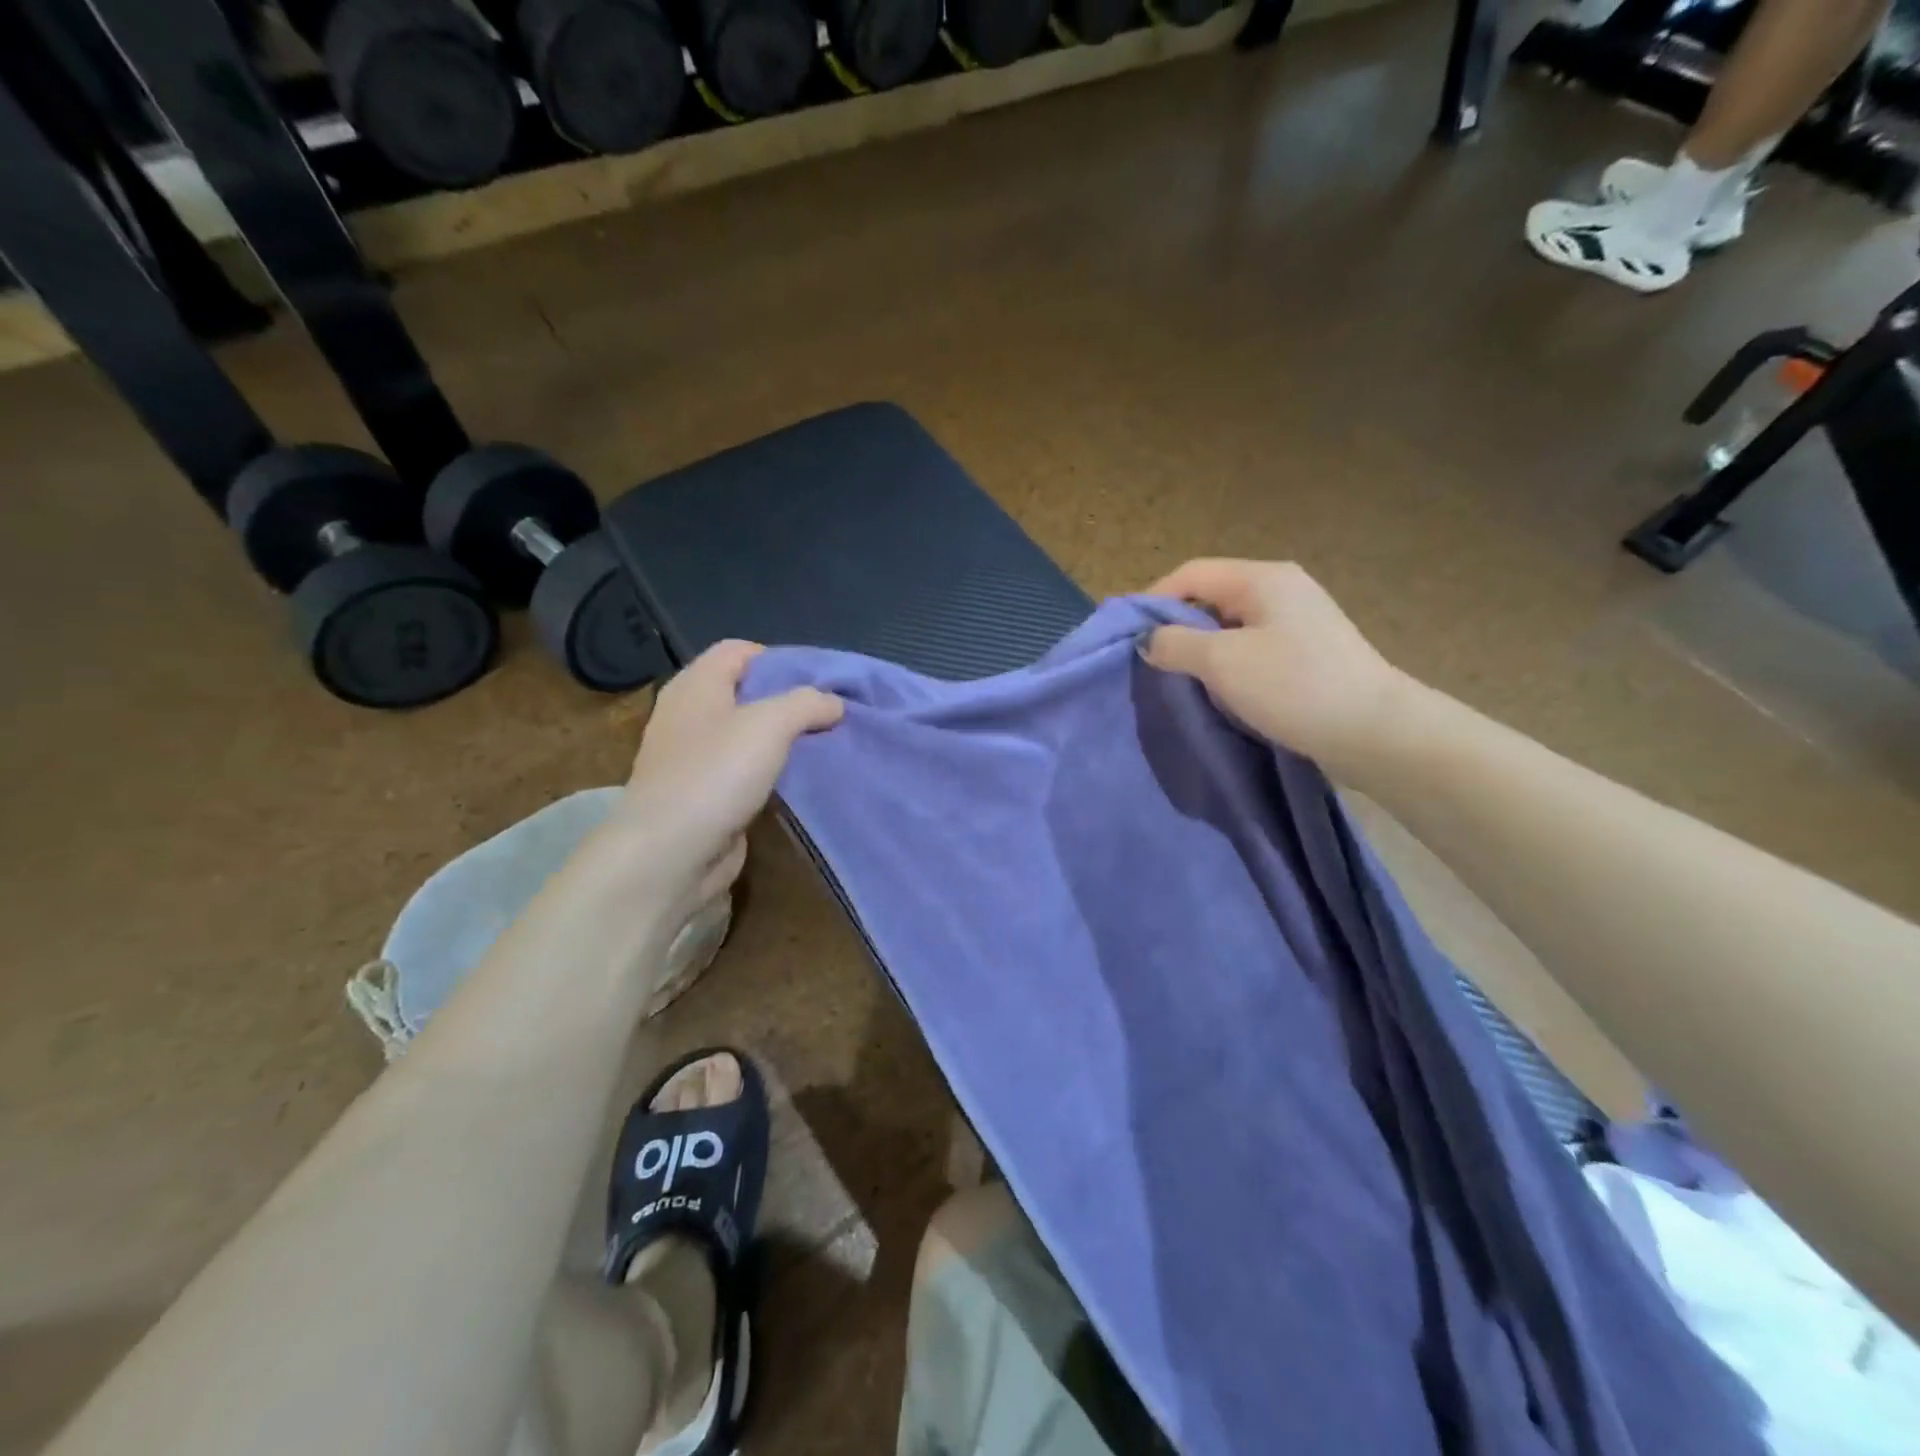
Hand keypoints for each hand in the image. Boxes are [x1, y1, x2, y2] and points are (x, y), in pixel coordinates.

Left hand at [616, 640, 842, 899]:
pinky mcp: (705, 795)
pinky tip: (802, 779)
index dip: (780, 658)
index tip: (821, 680)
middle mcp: (691, 714)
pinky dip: (773, 772)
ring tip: (827, 744)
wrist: (670, 854)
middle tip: (832, 713)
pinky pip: (746, 771)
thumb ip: (807, 703)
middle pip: (747, 692)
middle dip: (789, 700)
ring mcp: (695, 757)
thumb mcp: (770, 724)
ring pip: (748, 735)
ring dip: (785, 739)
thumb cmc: (715, 774)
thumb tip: (834, 703)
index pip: (739, 651)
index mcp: (696, 685)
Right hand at [1143, 559, 1411, 771]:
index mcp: (1262, 578)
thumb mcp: (1222, 662)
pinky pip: (1252, 646)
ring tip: (1181, 679)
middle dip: (1177, 626)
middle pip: (1211, 596)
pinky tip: (1220, 690)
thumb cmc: (1293, 686)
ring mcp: (1299, 620)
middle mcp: (1282, 589)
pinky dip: (1228, 663)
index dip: (1154, 600)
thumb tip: (1148, 640)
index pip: (1191, 573)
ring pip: (1231, 625)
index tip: (1129, 636)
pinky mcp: (1308, 651)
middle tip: (1152, 661)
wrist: (1374, 731)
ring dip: (1202, 648)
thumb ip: (1176, 644)